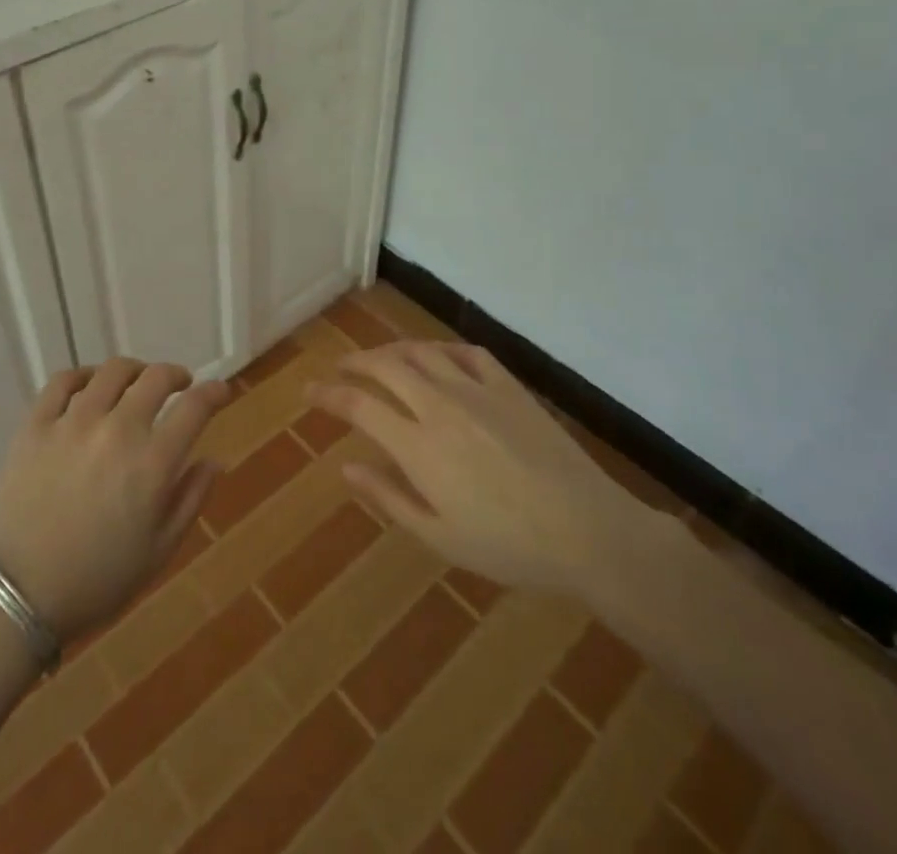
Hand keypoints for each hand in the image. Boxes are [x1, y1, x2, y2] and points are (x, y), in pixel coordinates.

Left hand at [0, 359, 232, 641]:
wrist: (17, 594)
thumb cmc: (96, 580)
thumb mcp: (158, 552)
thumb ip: (190, 499)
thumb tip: (213, 460)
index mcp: (152, 464)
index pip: (194, 408)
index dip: (213, 392)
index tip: (220, 390)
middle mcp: (117, 430)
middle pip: (156, 378)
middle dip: (176, 375)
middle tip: (180, 385)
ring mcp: (73, 422)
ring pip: (112, 371)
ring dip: (134, 371)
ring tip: (135, 383)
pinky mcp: (36, 424)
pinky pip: (62, 381)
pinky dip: (83, 375)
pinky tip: (89, 386)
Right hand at [309, 341, 651, 596]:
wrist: (587, 529)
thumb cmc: (509, 546)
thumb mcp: (441, 537)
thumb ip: (389, 498)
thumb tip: (347, 467)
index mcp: (418, 446)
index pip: (359, 405)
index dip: (328, 395)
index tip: (309, 392)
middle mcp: (440, 406)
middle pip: (385, 366)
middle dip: (355, 363)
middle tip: (340, 369)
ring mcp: (476, 390)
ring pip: (422, 352)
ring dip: (393, 350)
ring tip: (381, 359)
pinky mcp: (508, 386)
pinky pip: (466, 352)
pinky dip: (442, 349)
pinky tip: (438, 358)